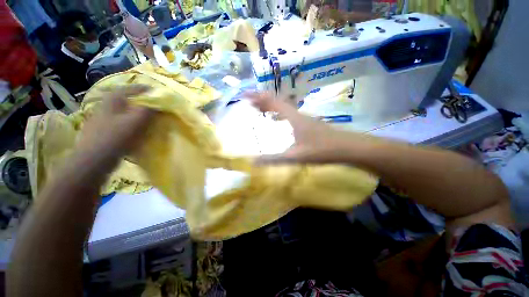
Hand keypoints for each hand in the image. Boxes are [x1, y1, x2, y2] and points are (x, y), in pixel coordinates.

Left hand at [77, 85, 154, 162]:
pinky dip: (131, 122)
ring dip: (137, 112)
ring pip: (124, 111)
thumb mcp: (134, 122)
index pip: (131, 89)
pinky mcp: (104, 129)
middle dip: (141, 101)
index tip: (156, 92)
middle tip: (155, 105)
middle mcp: (107, 106)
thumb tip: (158, 102)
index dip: (144, 89)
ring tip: (148, 117)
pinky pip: (122, 121)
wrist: (93, 160)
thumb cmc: (114, 137)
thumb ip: (147, 110)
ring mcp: (104, 118)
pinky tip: (137, 128)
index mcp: (113, 100)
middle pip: (127, 99)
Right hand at [246, 92, 361, 163]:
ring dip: (271, 106)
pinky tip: (278, 120)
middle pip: (278, 101)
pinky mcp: (308, 123)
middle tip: (250, 103)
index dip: (258, 97)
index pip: (272, 102)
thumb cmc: (322, 150)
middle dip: (263, 100)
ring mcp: (304, 118)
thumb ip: (274, 159)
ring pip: (284, 107)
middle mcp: (298, 114)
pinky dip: (279, 113)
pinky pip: (289, 113)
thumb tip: (253, 162)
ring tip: (260, 109)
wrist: (348, 147)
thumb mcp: (295, 156)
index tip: (245, 95)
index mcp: (293, 118)